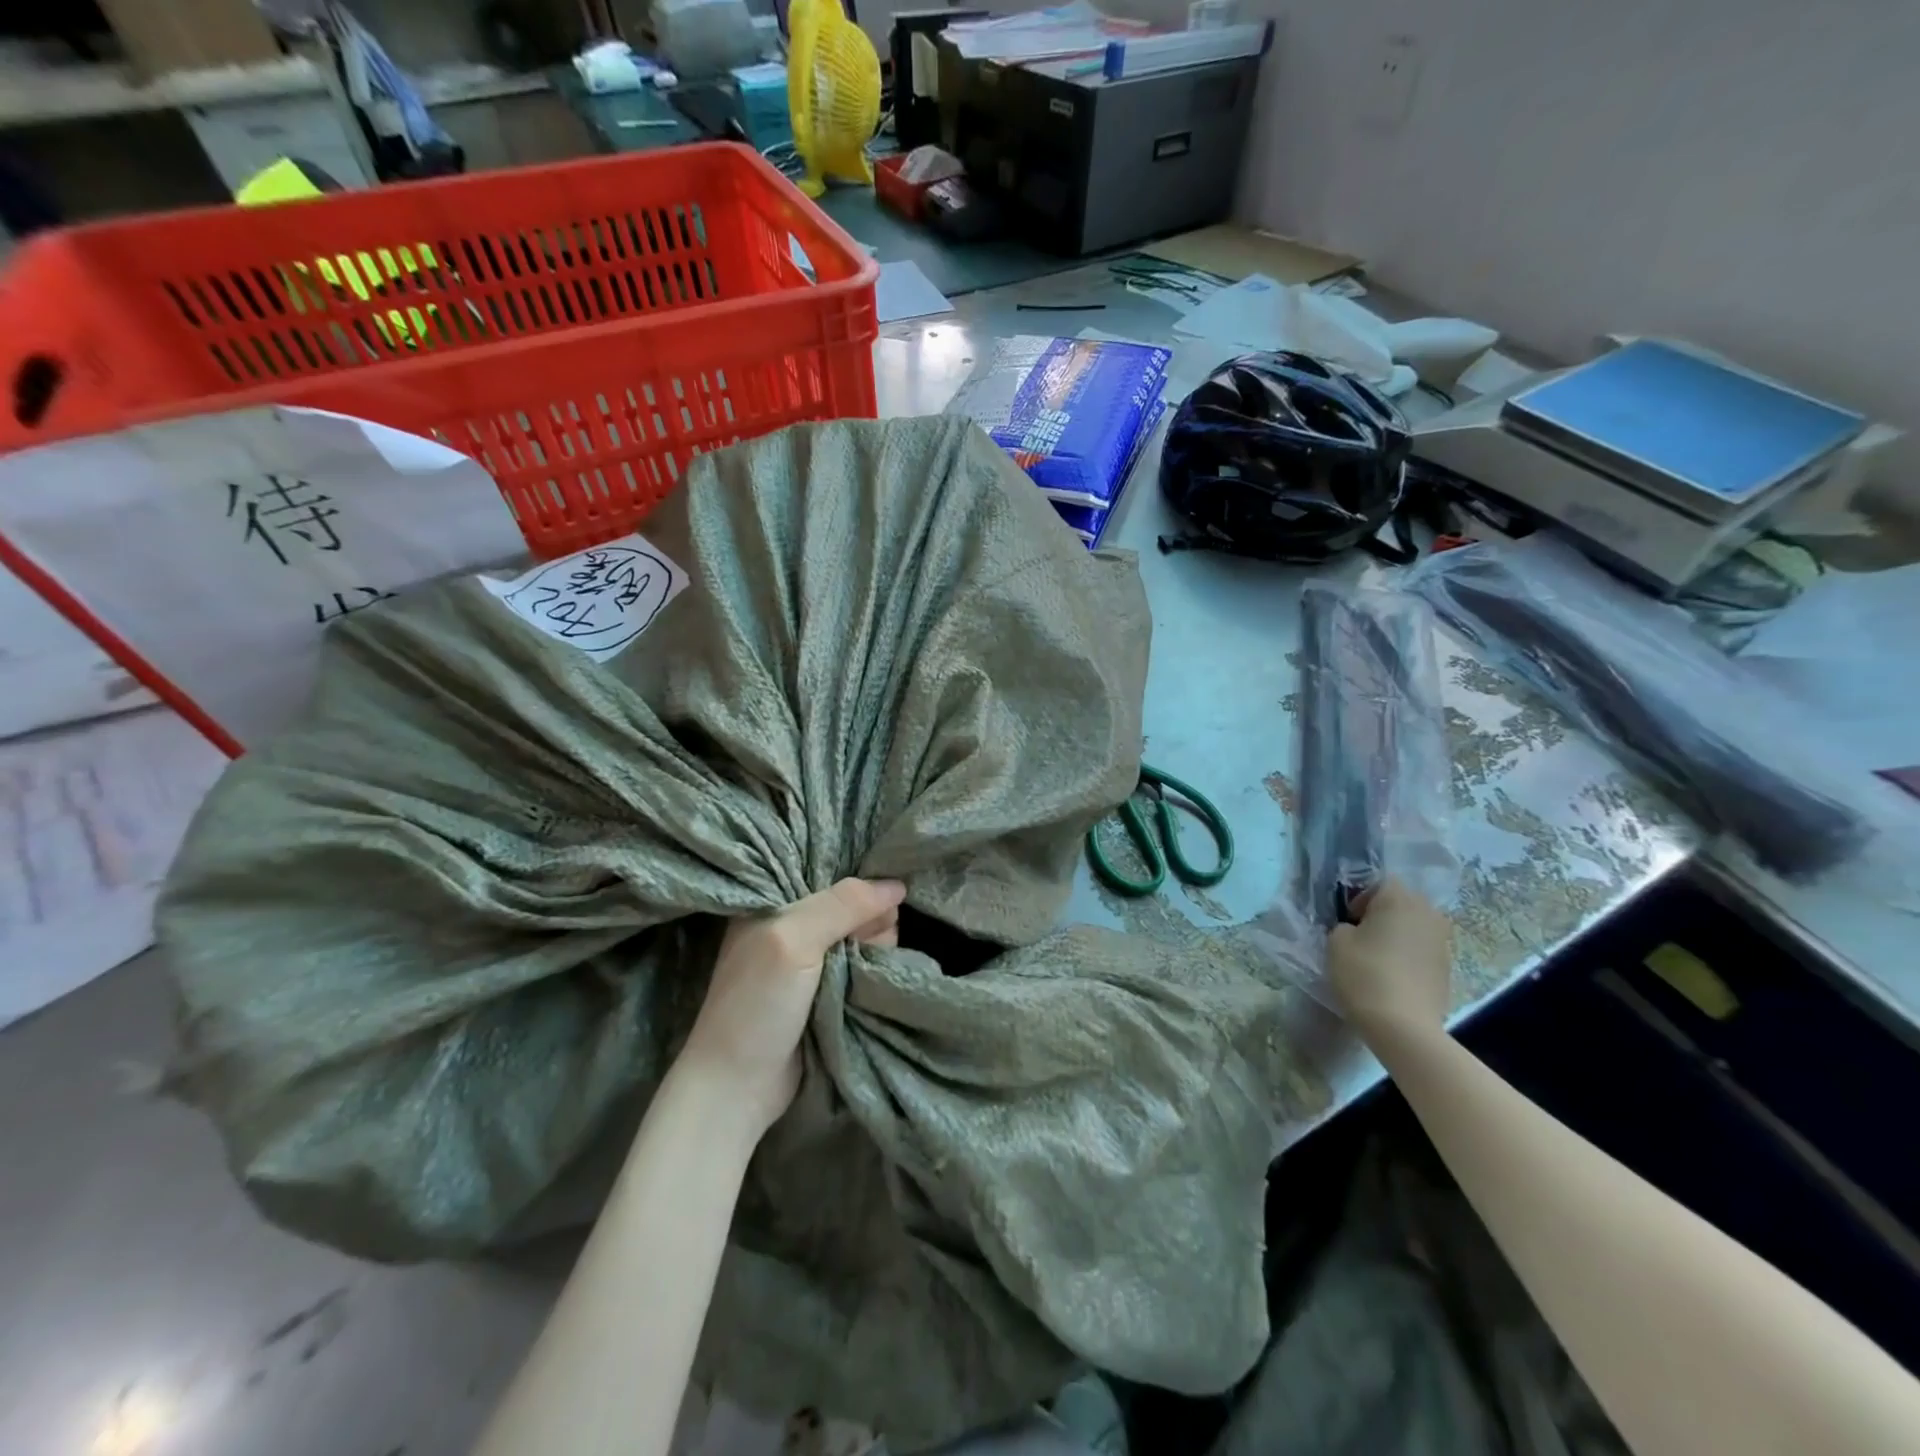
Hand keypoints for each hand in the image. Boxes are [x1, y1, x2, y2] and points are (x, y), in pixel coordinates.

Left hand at [680, 877, 905, 1138]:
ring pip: (869, 935)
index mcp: (776, 900)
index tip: (874, 904)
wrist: (738, 1087)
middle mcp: (796, 922)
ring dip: (875, 952)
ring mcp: (814, 958)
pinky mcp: (830, 988)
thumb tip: (897, 885)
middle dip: (869, 923)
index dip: (859, 885)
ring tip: (857, 976)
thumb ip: (842, 905)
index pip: (833, 871)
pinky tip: (872, 981)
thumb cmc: (756, 1004)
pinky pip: (867, 964)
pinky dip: (875, 971)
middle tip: (855, 950)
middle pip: (858, 904)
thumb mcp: (793, 940)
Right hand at [1326, 878, 1453, 1043]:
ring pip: (1415, 926)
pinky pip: (1423, 949)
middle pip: (1402, 902)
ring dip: (1398, 934)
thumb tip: (1357, 930)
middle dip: (1383, 913)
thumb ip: (1345, 926)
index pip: (1379, 883)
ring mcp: (1442, 941)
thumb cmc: (1364, 974)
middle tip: (1361, 935)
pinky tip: (1394, 975)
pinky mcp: (1448, 967)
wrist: (1403, 1025)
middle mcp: (1427, 913)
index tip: (1348, 920)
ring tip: (1378, 957)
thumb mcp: (1336, 942)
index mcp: (1399, 899)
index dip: (1360, 897)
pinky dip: (1409, 955)